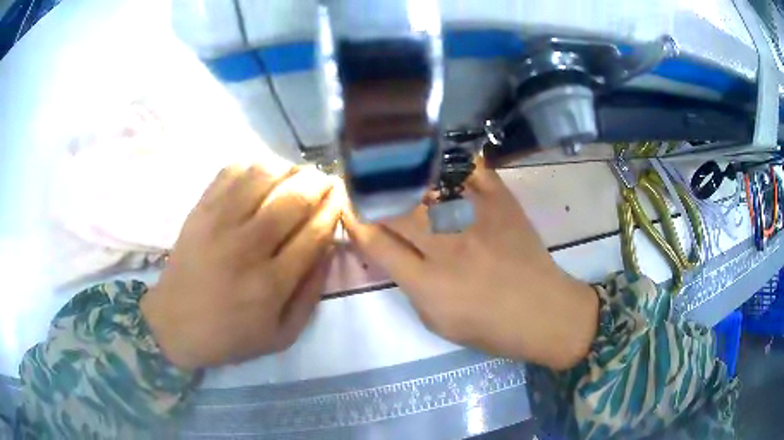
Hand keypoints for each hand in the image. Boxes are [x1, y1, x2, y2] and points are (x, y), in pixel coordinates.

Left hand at [141, 165, 340, 369]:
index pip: (314, 232)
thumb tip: (330, 247)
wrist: (176, 324)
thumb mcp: (283, 334)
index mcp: (271, 284)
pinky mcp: (200, 210)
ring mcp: (218, 223)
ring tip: (296, 174)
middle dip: (318, 182)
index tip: (342, 197)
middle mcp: (246, 247)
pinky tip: (263, 174)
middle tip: (326, 179)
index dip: (334, 208)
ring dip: (288, 168)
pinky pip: (230, 172)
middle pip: (292, 198)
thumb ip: (312, 293)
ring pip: (263, 176)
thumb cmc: (231, 335)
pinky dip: (253, 164)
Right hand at [344, 164, 597, 369]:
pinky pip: (472, 171)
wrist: (544, 313)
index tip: (347, 210)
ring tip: (386, 165)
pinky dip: (451, 161)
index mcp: (429, 283)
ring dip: (400, 175)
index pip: (377, 244)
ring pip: (426, 186)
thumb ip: (410, 286)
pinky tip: (436, 155)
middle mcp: (448, 245)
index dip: (356, 223)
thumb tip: (392, 253)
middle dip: (370, 195)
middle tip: (360, 184)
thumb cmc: (490, 328)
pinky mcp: (502, 203)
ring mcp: (476, 219)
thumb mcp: (437, 322)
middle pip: (396, 210)